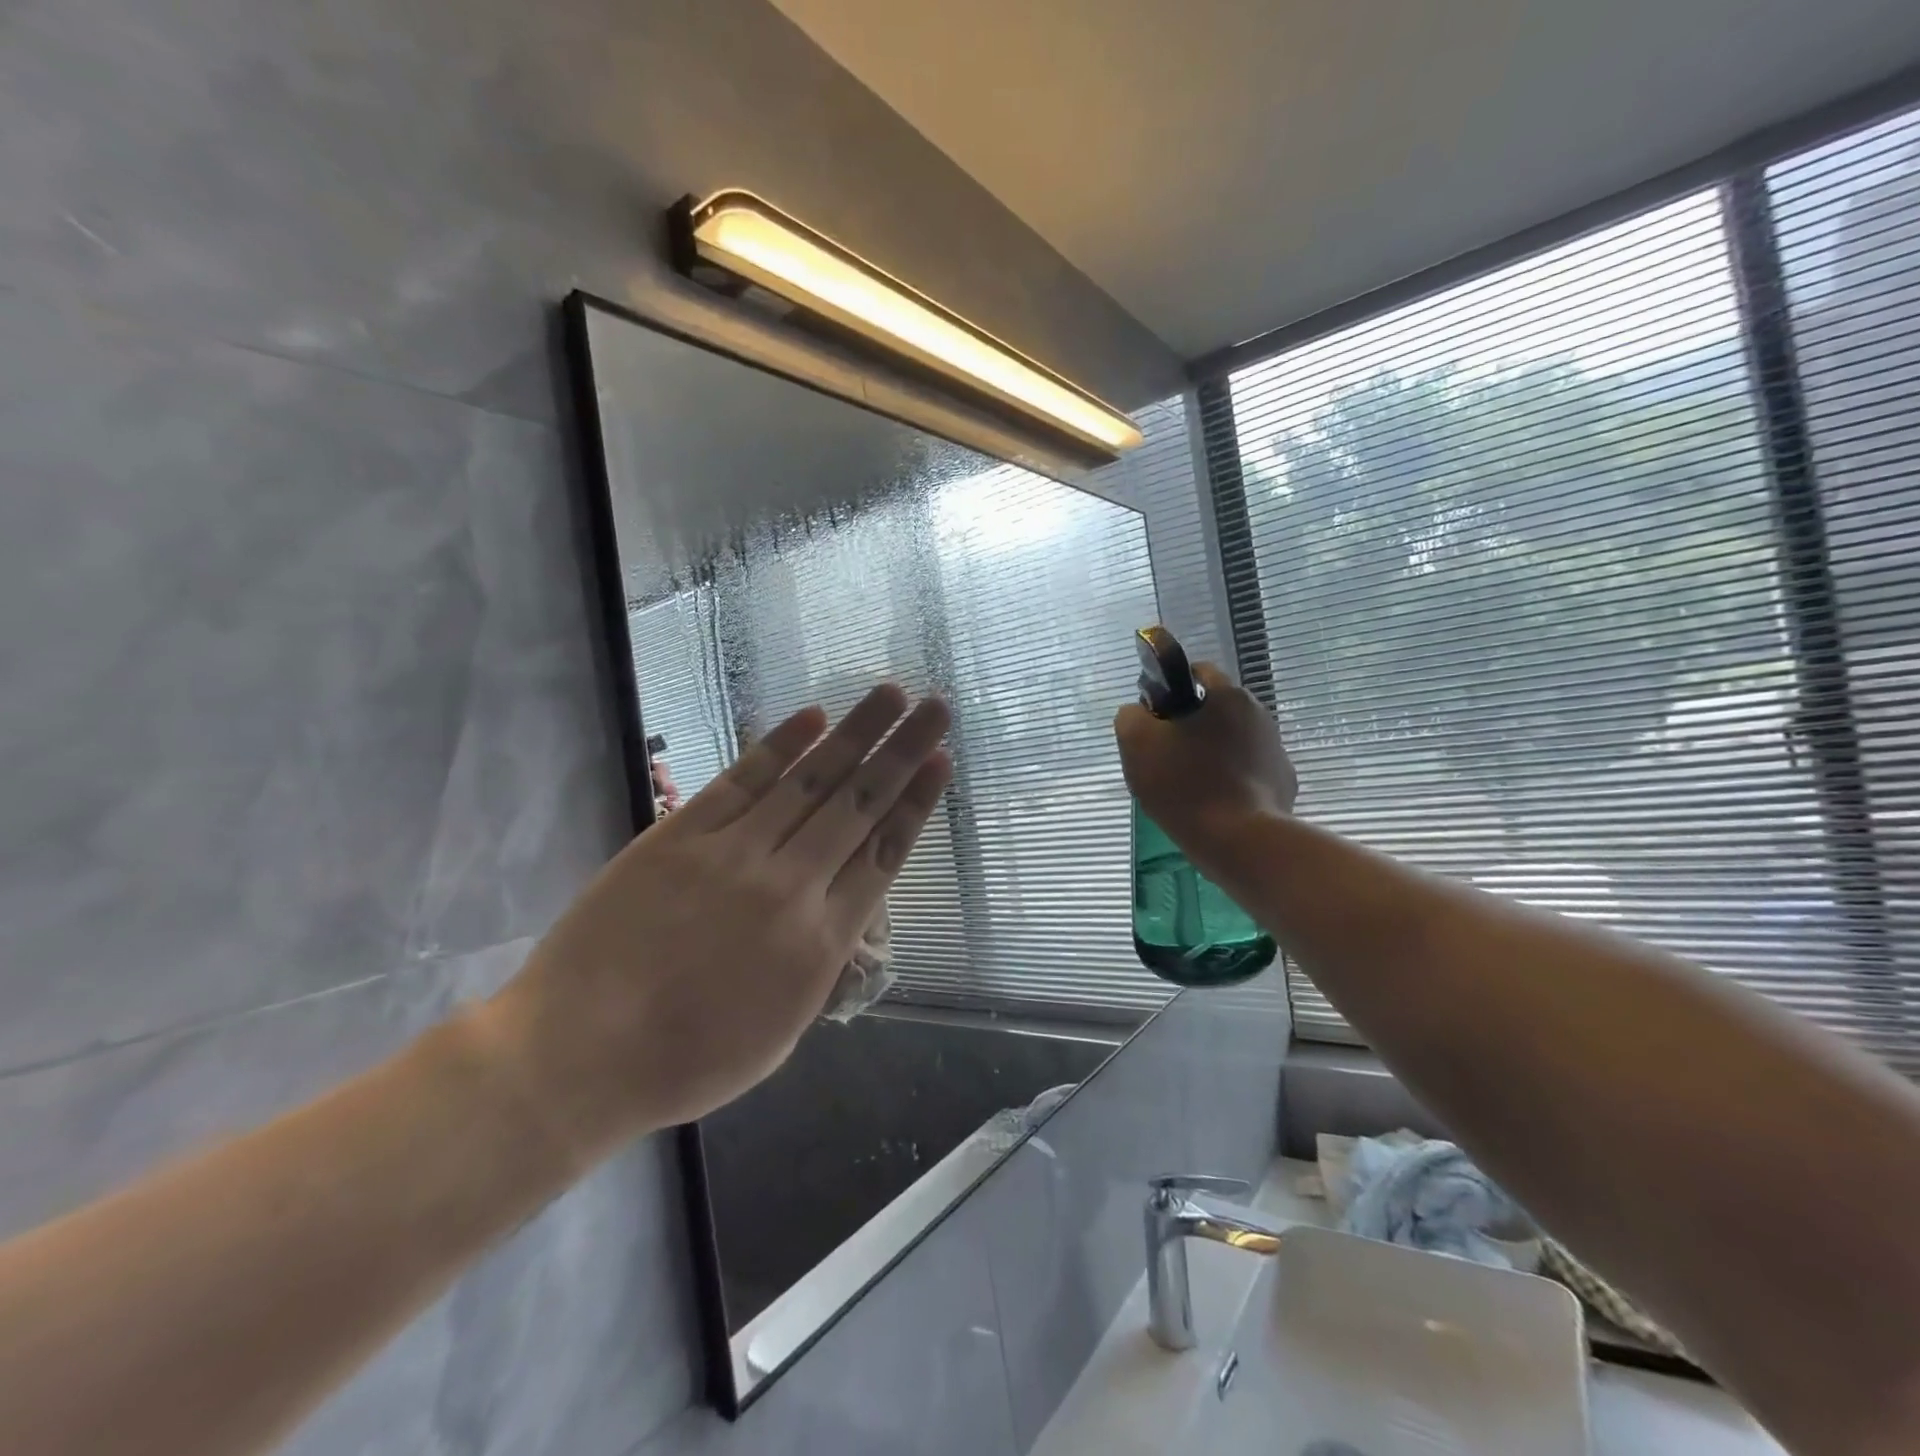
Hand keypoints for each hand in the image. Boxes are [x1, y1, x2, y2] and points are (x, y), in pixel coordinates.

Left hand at [480, 685, 951, 1161]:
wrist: (579, 1053)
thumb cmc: (687, 1059)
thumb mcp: (782, 1032)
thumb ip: (821, 965)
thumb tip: (842, 912)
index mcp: (821, 942)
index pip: (884, 854)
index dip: (917, 802)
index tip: (942, 761)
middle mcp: (790, 885)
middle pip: (859, 805)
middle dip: (903, 752)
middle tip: (936, 708)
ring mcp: (734, 853)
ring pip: (810, 782)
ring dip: (855, 734)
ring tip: (890, 694)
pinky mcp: (682, 834)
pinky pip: (743, 781)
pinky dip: (781, 746)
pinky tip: (813, 717)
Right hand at [1113, 662, 1296, 849]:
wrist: (1239, 841)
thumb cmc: (1185, 784)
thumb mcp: (1136, 743)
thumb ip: (1130, 716)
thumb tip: (1139, 713)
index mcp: (1227, 695)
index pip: (1196, 672)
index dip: (1170, 692)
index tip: (1154, 723)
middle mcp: (1259, 714)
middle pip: (1214, 710)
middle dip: (1189, 728)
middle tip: (1164, 760)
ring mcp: (1276, 750)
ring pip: (1231, 742)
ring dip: (1210, 755)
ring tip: (1187, 788)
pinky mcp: (1283, 784)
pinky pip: (1247, 773)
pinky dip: (1230, 782)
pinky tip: (1213, 805)